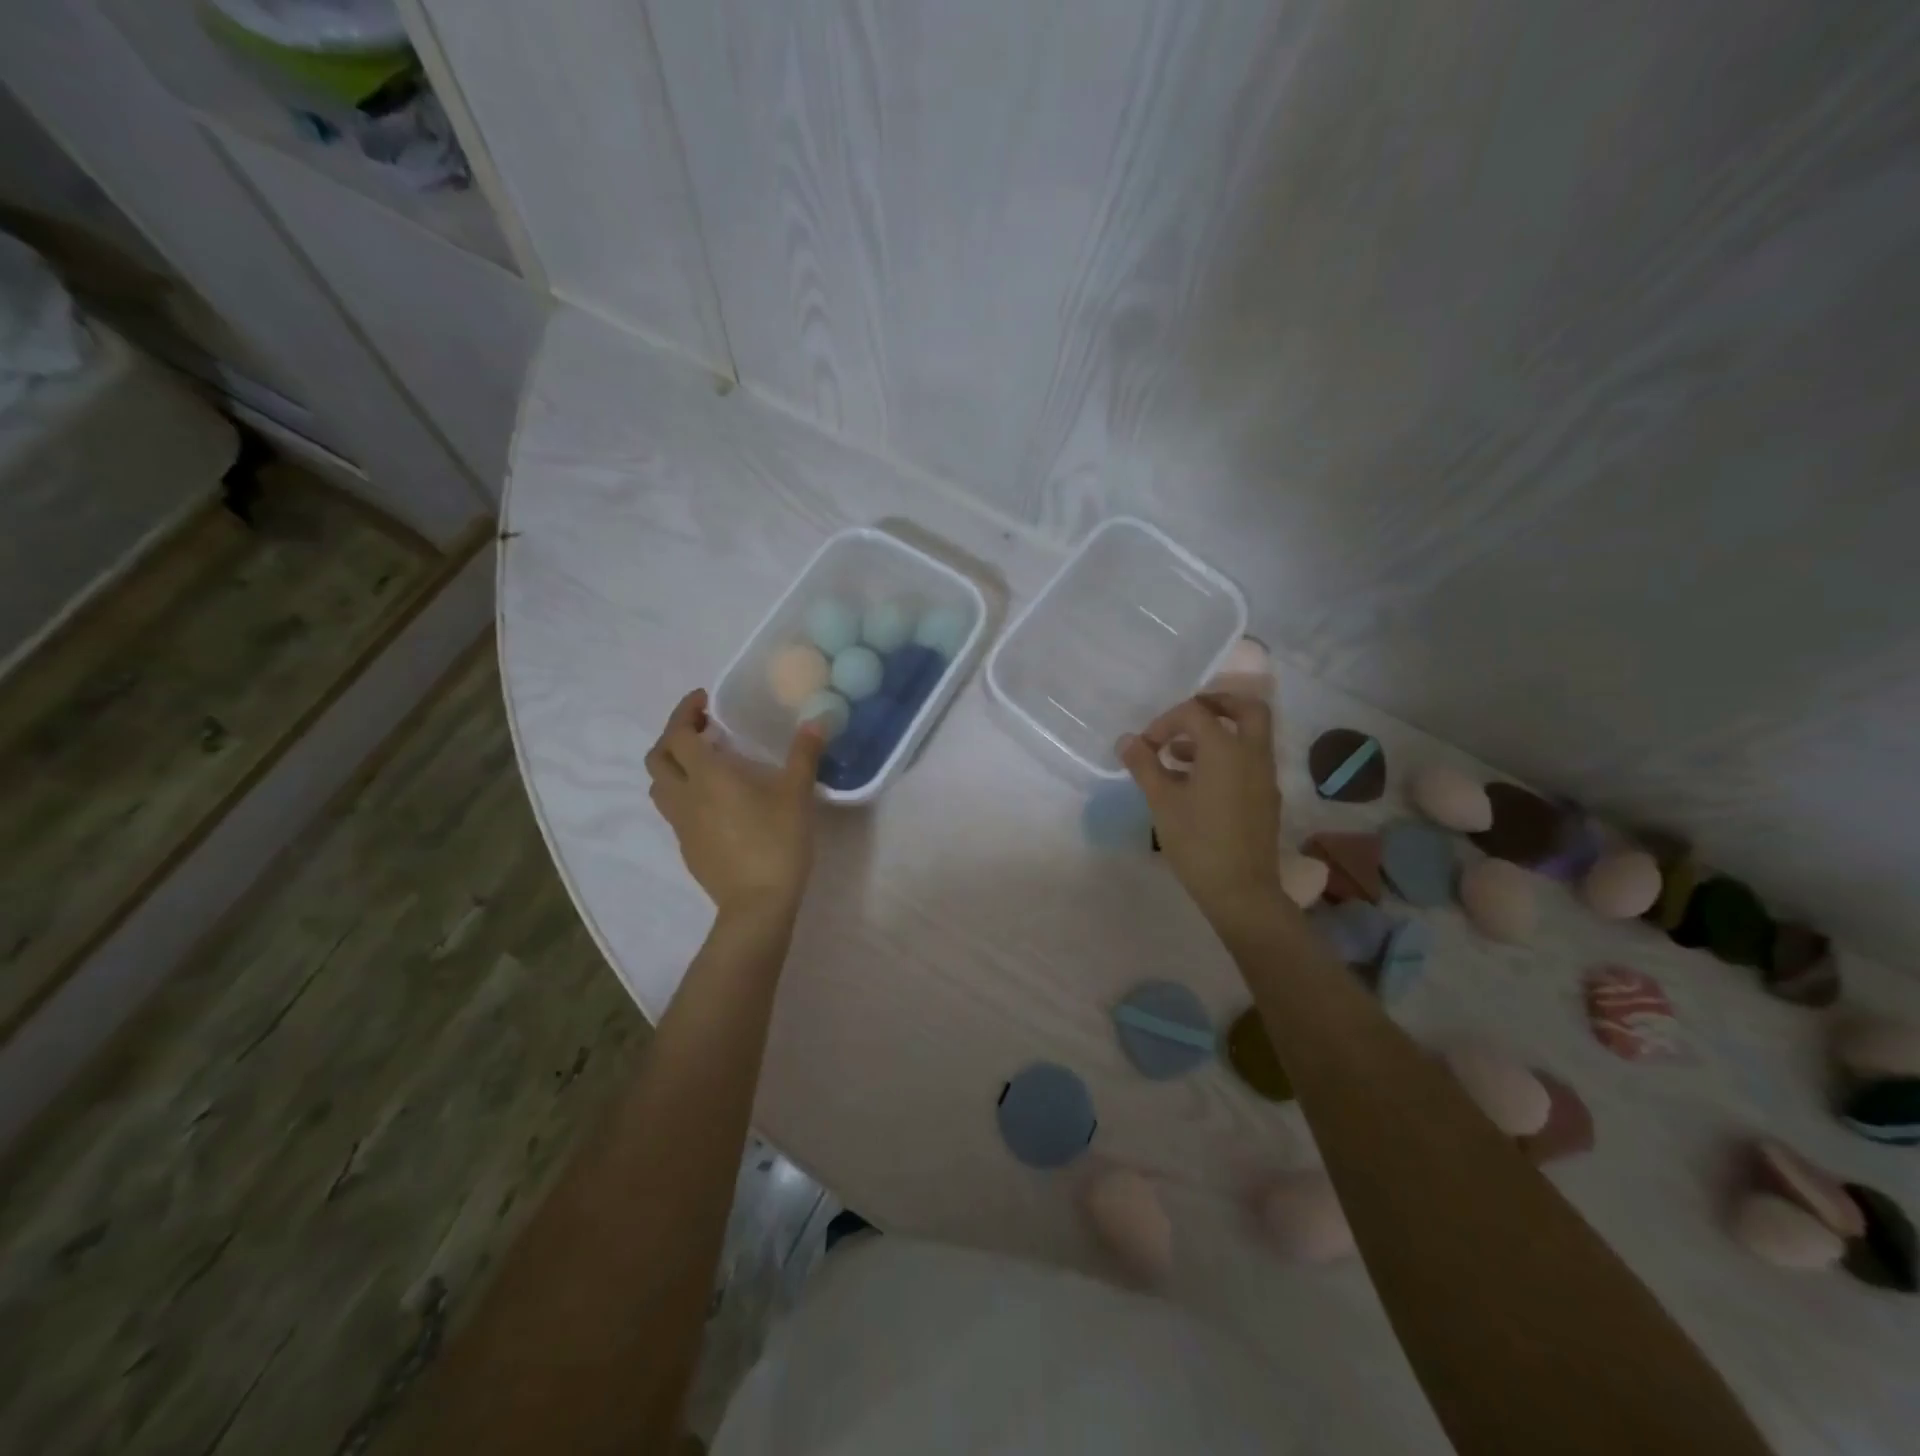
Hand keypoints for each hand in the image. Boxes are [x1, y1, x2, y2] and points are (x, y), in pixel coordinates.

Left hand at [645, 689, 825, 920]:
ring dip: (673, 765)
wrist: (757, 903)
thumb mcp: (797, 795)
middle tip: (703, 729)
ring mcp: (681, 824)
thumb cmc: (777, 842)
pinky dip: (684, 792)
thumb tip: (816, 721)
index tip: (704, 700)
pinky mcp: (687, 847)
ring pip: (660, 786)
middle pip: (658, 757)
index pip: (678, 734)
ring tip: (704, 762)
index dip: (685, 711)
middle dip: (674, 736)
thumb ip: (804, 755)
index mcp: (707, 776)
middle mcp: (685, 796)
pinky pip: (673, 809)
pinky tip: (714, 800)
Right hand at [1117, 693, 1280, 928]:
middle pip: (1246, 709)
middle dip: (1217, 704)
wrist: (1241, 891)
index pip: (1195, 713)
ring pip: (1248, 736)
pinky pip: (1248, 761)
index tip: (1145, 746)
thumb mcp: (1162, 801)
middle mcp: (1252, 755)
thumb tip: (1127, 740)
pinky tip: (1195, 784)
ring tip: (1178, 757)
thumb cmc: (1197, 842)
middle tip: (1187, 715)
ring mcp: (1265, 777)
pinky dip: (1226, 757)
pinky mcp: (1266, 798)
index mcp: (1226, 749)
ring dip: (1217, 734)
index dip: (1165, 722)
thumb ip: (1144, 765)